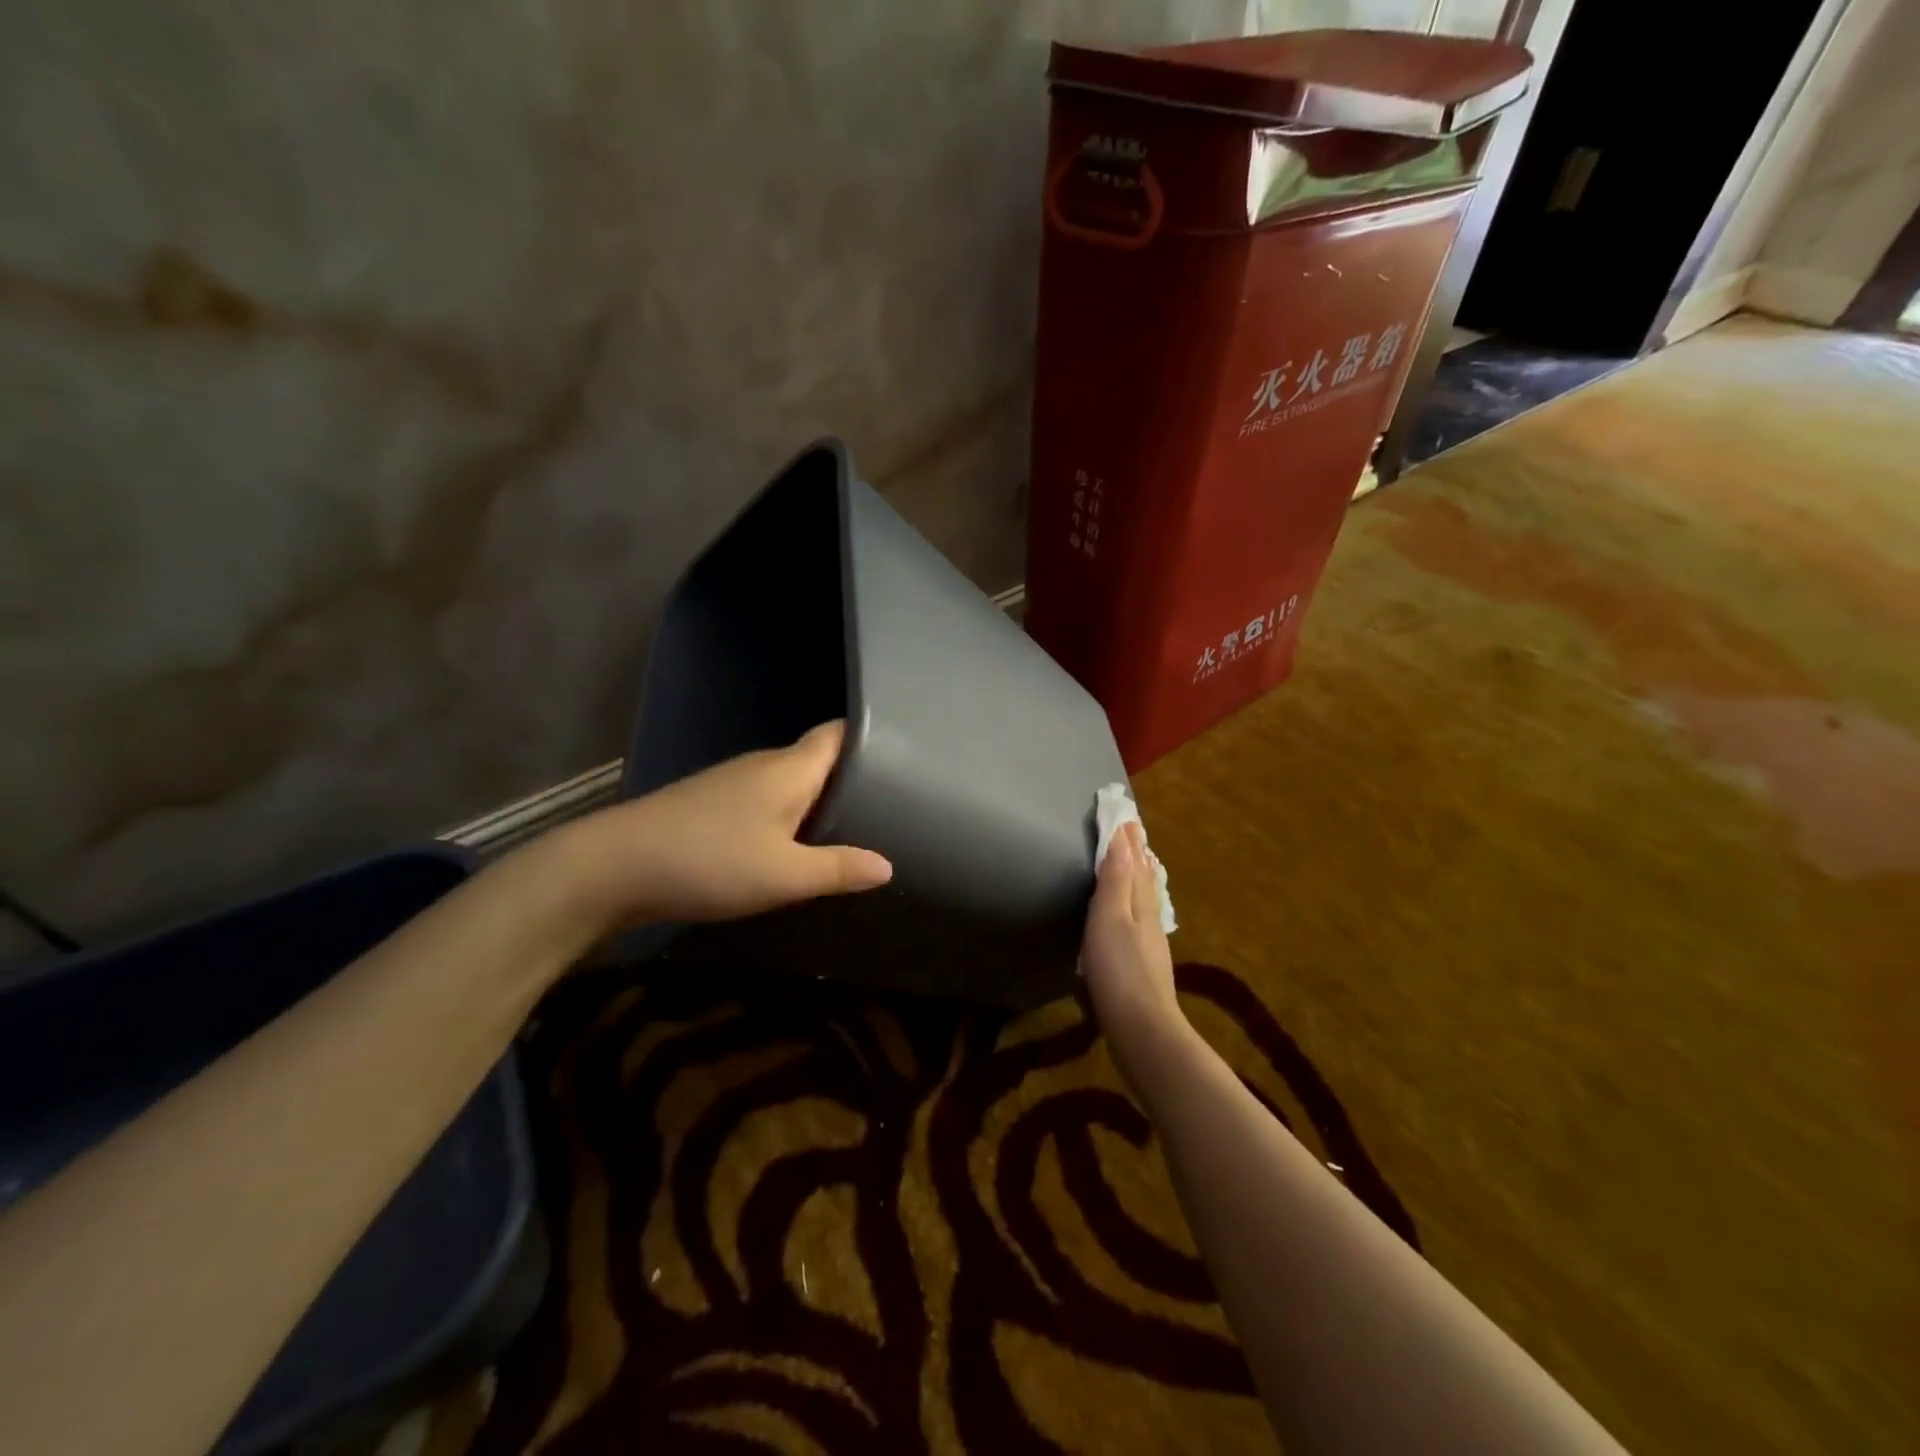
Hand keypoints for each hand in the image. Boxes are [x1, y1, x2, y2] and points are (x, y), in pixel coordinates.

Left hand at [559, 721, 892, 928]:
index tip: (904, 757)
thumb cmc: (709, 861)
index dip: (871, 737)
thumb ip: (838, 869)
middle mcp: (764, 764)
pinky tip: (793, 845)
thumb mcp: (783, 875)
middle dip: (851, 778)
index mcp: (790, 769)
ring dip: (818, 801)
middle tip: (891, 805)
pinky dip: (788, 816)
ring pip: (791, 782)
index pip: (838, 733)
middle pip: (818, 759)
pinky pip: (766, 801)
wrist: (614, 867)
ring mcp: (733, 782)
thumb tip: (887, 866)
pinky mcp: (712, 804)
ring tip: (852, 828)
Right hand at [1080, 822, 1185, 1078]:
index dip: (1129, 839)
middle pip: (1144, 878)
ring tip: (1134, 865)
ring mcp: (1149, 945)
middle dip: (1136, 855)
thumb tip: (1124, 837)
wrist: (1141, 1030)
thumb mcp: (1110, 918)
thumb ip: (1116, 879)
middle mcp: (1149, 919)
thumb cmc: (1119, 970)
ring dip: (1138, 878)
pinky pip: (1139, 921)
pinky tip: (1130, 917)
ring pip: (1145, 900)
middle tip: (1131, 834)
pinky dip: (1135, 905)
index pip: (1136, 862)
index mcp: (1141, 903)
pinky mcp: (1143, 967)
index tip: (1126, 815)